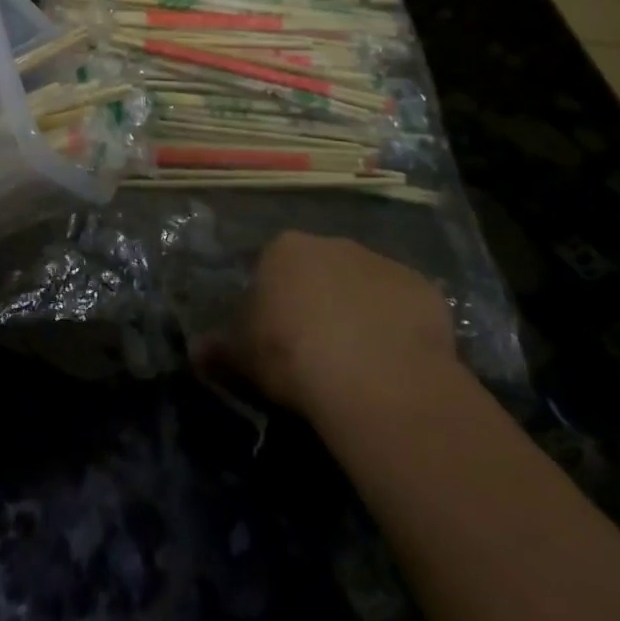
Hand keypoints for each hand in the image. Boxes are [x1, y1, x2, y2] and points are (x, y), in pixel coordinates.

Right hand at [208, 231, 465, 417]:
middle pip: (321, 270)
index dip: (275, 302)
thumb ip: (219, 350)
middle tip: (318, 348)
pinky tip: (396, 361)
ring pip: (365, 286)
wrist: (376, 376)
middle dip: (319, 300)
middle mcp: (333, 244)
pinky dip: (399, 326)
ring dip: (361, 311)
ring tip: (362, 361)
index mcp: (285, 250)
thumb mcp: (244, 358)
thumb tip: (195, 351)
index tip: (277, 337)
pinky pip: (404, 306)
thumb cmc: (294, 356)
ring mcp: (382, 262)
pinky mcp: (423, 288)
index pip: (273, 267)